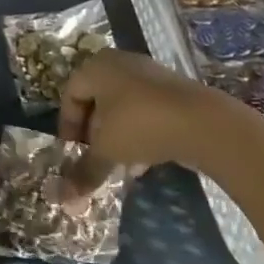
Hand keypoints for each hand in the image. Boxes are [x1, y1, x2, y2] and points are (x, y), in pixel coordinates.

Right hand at [58, 50, 217, 195]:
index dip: (66, 125)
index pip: (71, 93)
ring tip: (115, 165)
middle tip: (91, 158)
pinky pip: (142, 111)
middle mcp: (120, 63)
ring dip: (114, 136)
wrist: (199, 121)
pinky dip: (136, 134)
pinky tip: (140, 163)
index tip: (71, 152)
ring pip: (121, 107)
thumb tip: (64, 199)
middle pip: (96, 98)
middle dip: (91, 132)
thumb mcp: (107, 150)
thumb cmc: (140, 124)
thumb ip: (84, 171)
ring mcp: (147, 75)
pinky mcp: (169, 91)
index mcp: (97, 66)